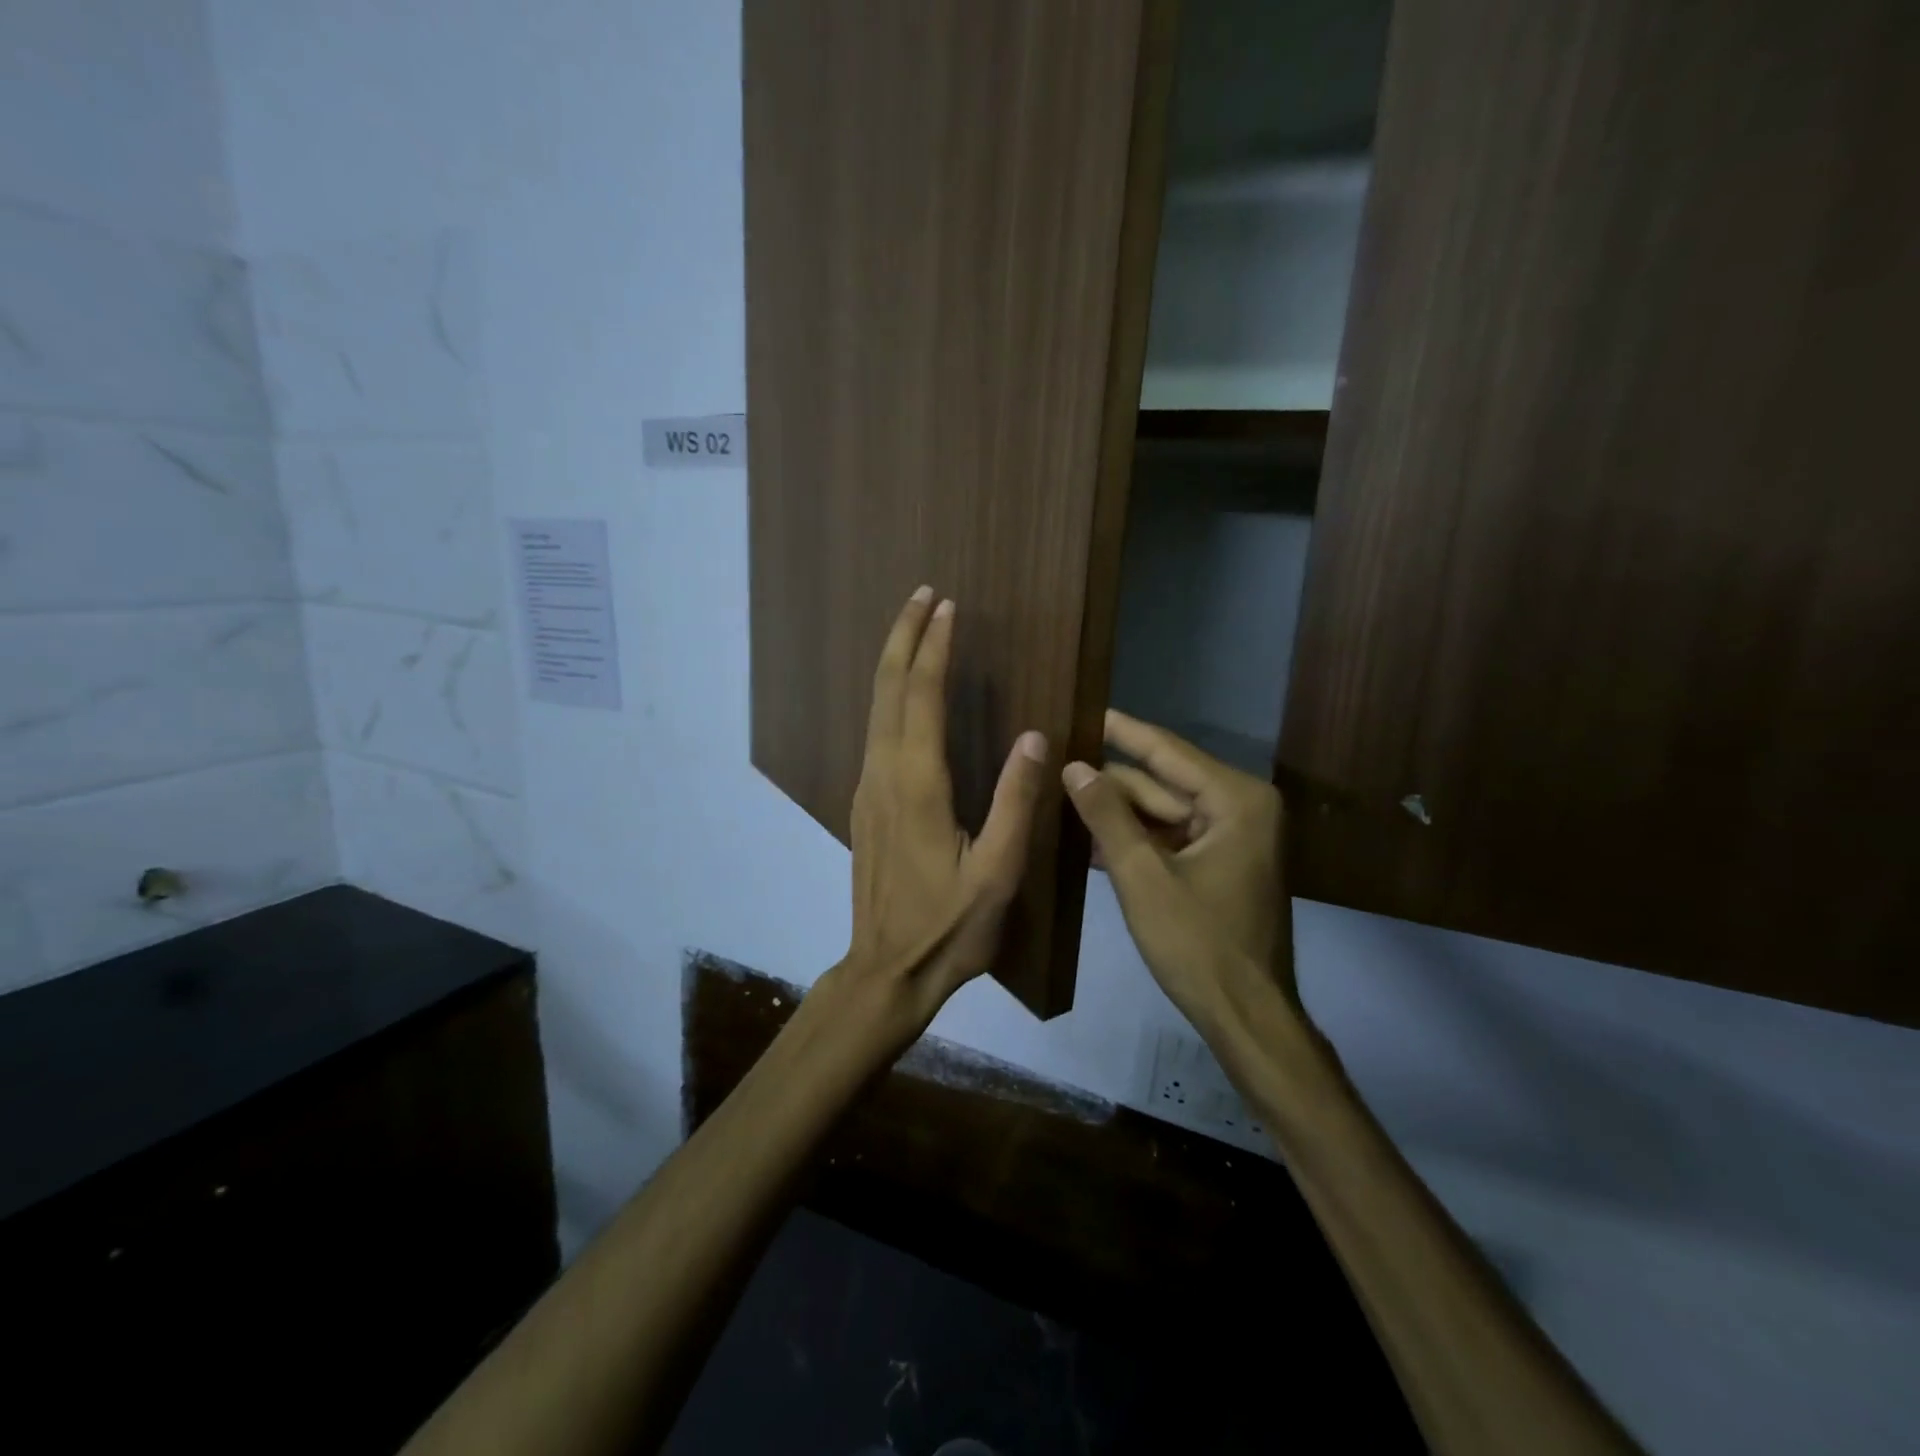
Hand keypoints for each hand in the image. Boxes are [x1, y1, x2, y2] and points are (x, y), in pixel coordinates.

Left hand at [836, 587, 1049, 1038]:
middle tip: (923, 595)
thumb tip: (1034, 737)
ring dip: (893, 662)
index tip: (948, 608)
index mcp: (917, 785)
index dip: (935, 649)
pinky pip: (875, 732)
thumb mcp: (998, 871)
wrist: (887, 969)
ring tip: (913, 628)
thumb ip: (1015, 801)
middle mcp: (884, 775)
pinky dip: (889, 696)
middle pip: (887, 690)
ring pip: (875, 709)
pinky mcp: (865, 804)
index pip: (922, 698)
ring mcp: (867, 789)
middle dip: (904, 638)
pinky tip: (903, 693)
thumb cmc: (949, 927)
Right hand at [1062, 711, 1295, 1028]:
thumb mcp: (1143, 877)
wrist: (1246, 1016)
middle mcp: (1241, 807)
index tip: (1084, 707)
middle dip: (1111, 780)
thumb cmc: (1198, 944)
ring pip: (1163, 812)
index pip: (1166, 752)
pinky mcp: (1221, 863)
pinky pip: (1171, 838)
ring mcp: (1233, 837)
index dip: (1121, 731)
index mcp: (1236, 800)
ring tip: (1060, 794)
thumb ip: (1107, 816)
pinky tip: (1087, 836)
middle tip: (1057, 760)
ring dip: (1117, 812)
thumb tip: (1073, 766)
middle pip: (1162, 783)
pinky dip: (1135, 840)